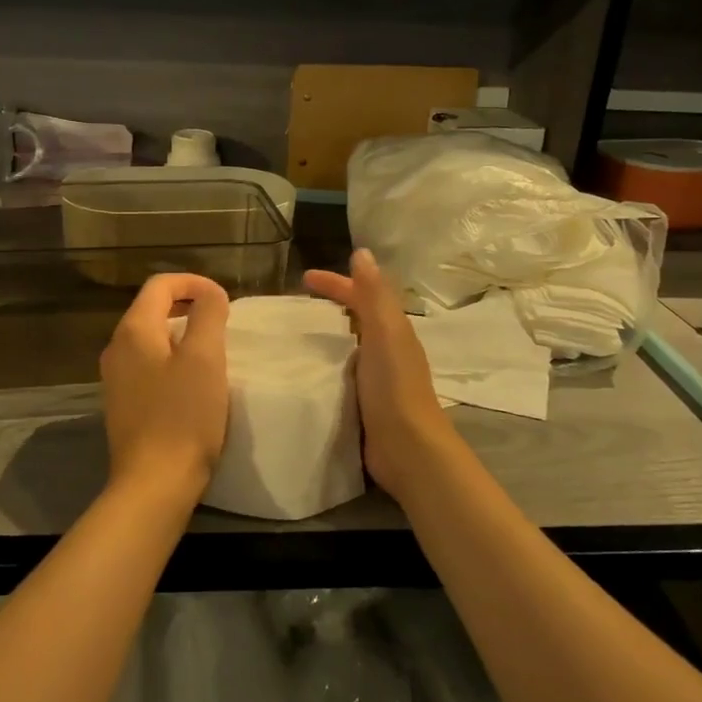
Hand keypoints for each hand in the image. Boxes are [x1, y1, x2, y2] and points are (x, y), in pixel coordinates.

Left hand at [100, 273, 230, 497]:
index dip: (194, 282)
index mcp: (133, 330)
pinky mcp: (123, 404)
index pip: (160, 285)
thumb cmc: (183, 416)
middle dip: (188, 306)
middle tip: (222, 322)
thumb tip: (210, 293)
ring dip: (182, 334)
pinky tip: (192, 383)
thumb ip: (208, 315)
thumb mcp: (205, 358)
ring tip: (212, 351)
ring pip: (150, 339)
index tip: (224, 299)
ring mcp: (116, 378)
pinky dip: (172, 360)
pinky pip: (148, 366)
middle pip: (151, 309)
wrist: (154, 483)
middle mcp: (117, 348)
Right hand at [304, 249, 461, 500]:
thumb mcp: (385, 333)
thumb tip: (362, 252)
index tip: (304, 279)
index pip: (362, 295)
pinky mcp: (365, 403)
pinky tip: (305, 372)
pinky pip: (341, 373)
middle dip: (330, 307)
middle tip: (294, 308)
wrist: (407, 448)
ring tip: (293, 338)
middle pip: (357, 318)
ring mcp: (377, 378)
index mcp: (393, 330)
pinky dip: (325, 366)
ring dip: (326, 337)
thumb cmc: (394, 386)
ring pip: (349, 346)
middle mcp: (387, 350)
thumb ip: (374, 294)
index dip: (336, 283)